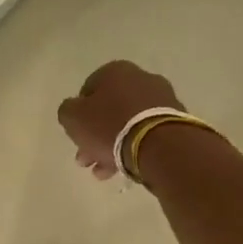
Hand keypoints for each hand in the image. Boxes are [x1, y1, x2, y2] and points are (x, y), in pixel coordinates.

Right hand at [57, 61, 183, 178]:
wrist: (159, 145)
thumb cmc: (110, 126)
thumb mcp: (73, 118)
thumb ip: (67, 111)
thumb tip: (74, 111)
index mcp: (115, 71)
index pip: (88, 90)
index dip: (79, 114)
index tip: (76, 135)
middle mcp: (141, 78)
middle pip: (109, 110)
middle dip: (94, 136)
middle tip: (86, 159)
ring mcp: (162, 99)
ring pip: (127, 124)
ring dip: (111, 147)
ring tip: (102, 172)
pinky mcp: (175, 121)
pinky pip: (145, 134)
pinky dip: (132, 149)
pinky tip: (121, 169)